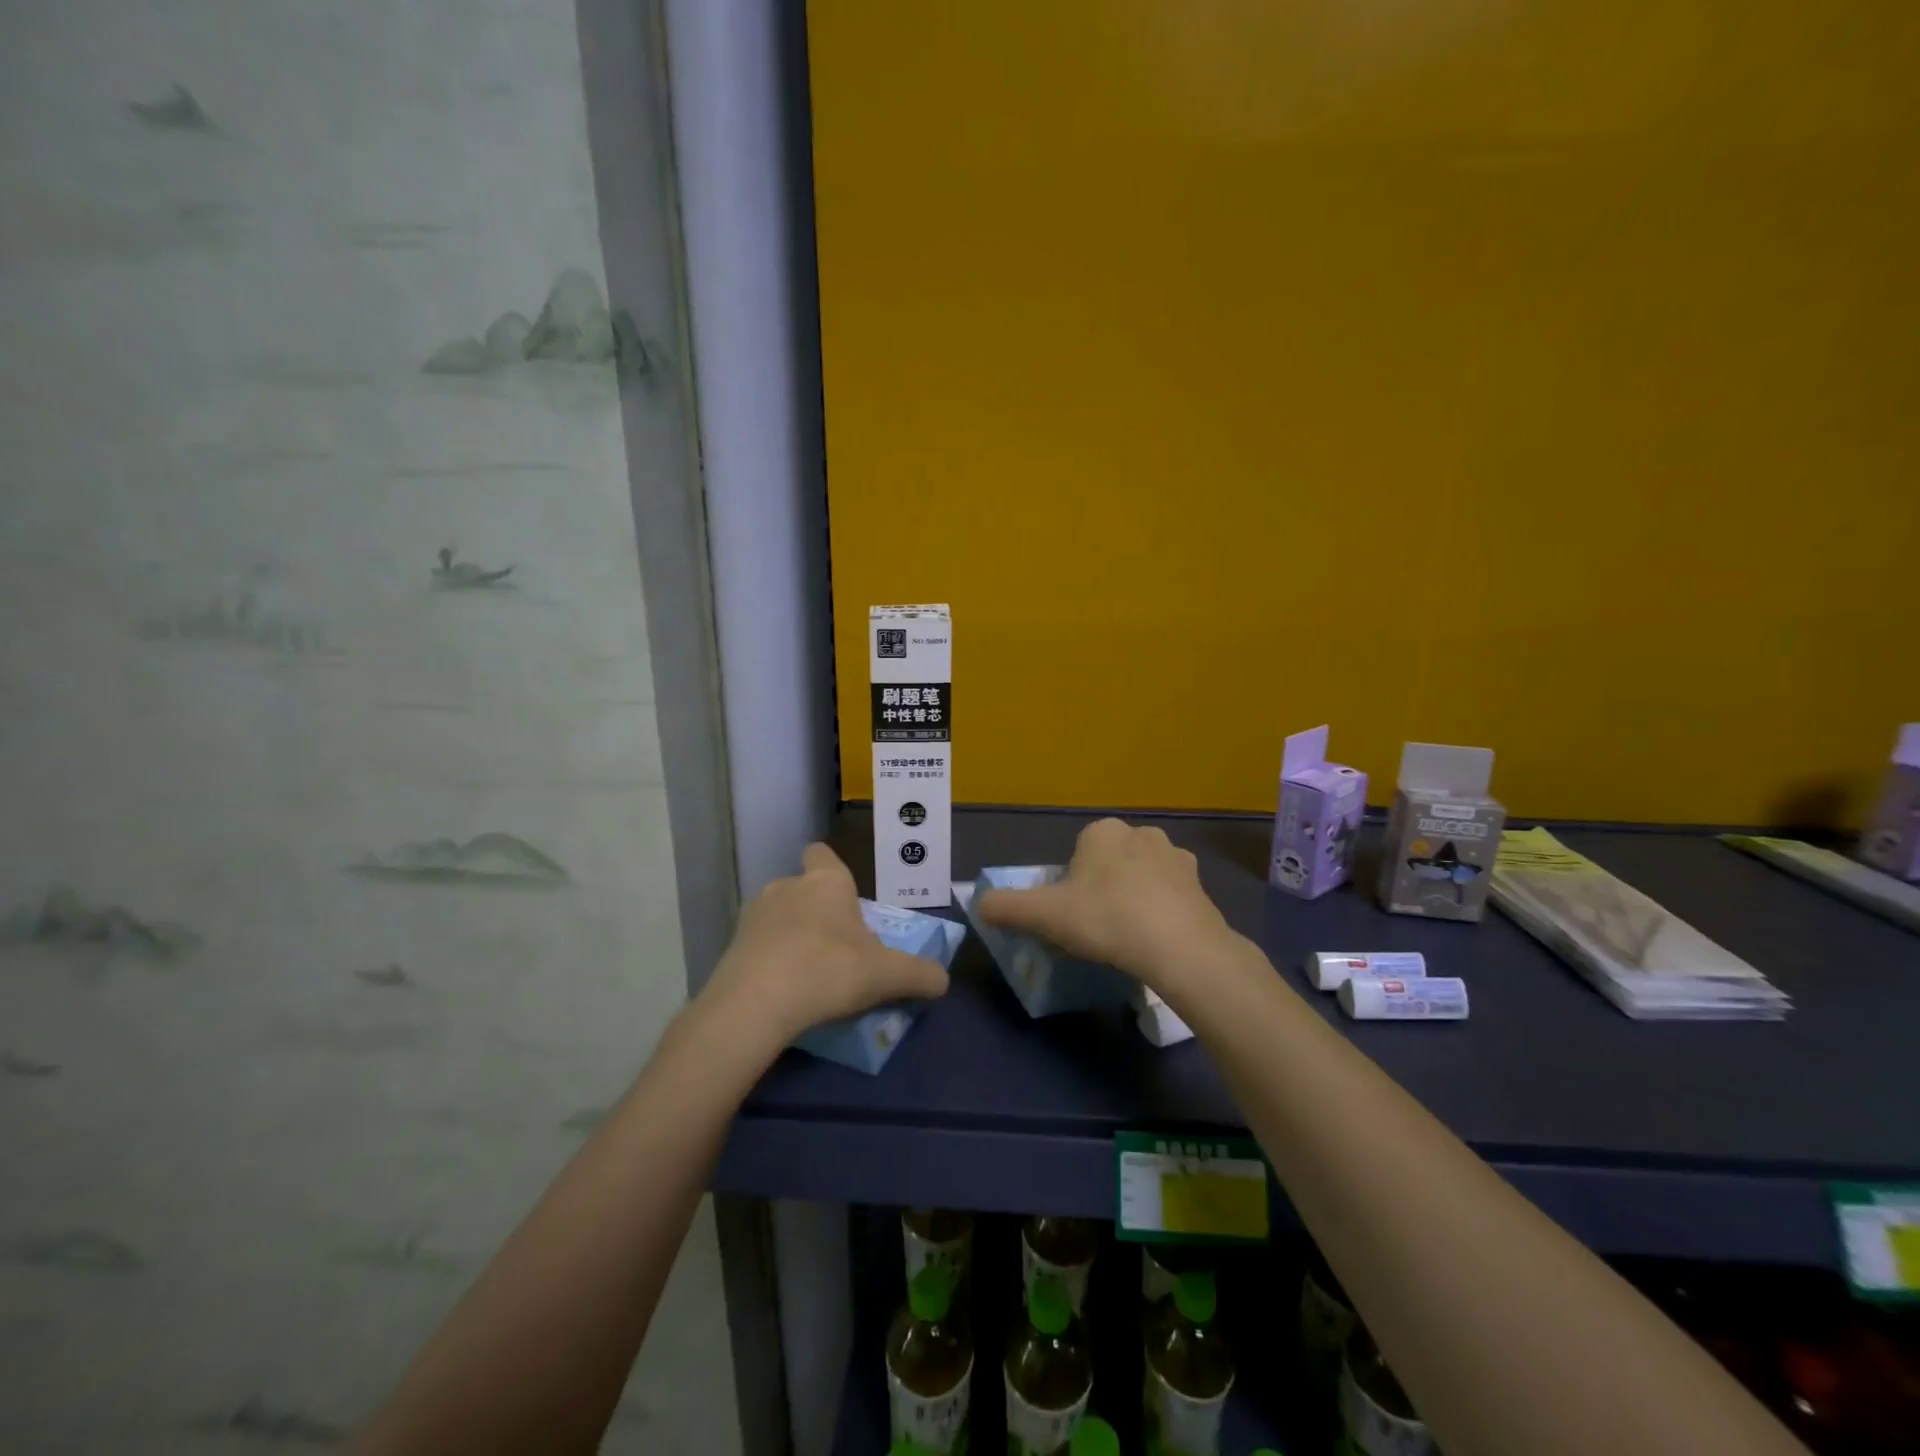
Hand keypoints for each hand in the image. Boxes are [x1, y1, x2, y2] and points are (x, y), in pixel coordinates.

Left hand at [702, 843, 949, 1045]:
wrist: (755, 1003)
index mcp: (827, 882)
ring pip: (778, 915)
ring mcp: (754, 914)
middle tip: (836, 948)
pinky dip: (768, 959)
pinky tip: (780, 989)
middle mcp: (787, 886)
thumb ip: (920, 975)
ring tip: (806, 972)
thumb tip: (943, 980)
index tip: (844, 897)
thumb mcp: (887, 975)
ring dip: (790, 934)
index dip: (831, 869)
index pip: (822, 853)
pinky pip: (757, 944)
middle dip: (817, 911)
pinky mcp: (731, 944)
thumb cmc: (829, 971)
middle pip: (804, 888)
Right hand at [977, 818, 1237, 987]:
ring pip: (1140, 875)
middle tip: (1097, 927)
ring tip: (1128, 936)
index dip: (1070, 885)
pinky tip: (1156, 938)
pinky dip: (1161, 909)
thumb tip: (979, 905)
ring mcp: (1175, 856)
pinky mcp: (1200, 883)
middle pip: (1108, 861)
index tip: (1073, 915)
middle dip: (1102, 887)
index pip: (1076, 853)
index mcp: (1102, 831)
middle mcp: (1140, 832)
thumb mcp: (1044, 916)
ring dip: (1133, 896)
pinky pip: (1169, 893)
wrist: (1179, 947)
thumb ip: (1006, 907)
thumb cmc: (1106, 920)